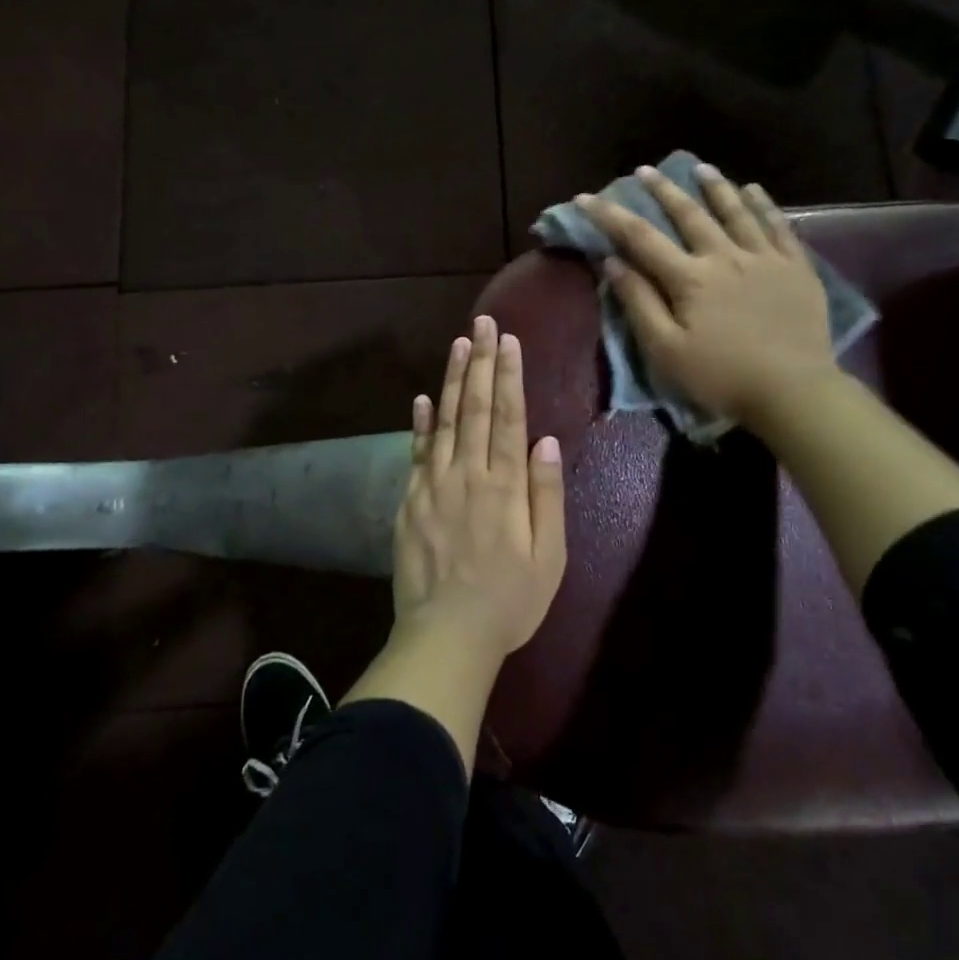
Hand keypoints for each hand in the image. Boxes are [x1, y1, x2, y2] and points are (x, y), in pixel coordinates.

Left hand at [393, 314, 567, 662]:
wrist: (446, 635)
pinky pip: (416, 452)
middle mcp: (467, 474)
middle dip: (481, 361)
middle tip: (484, 324)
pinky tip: (422, 398)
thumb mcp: (548, 557)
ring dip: (452, 379)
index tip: (509, 340)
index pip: (507, 417)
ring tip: (459, 343)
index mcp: (504, 486)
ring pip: (444, 421)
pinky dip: (420, 422)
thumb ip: (546, 496)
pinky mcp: (410, 501)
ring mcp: (433, 485)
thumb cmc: (509, 601)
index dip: (509, 376)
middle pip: (474, 407)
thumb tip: (547, 442)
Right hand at [578, 164, 838, 433]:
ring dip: (714, 187)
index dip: (609, 216)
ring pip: (735, 211)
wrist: (794, 391)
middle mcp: (725, 256)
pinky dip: (763, 205)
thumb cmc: (721, 376)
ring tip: (699, 167)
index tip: (585, 197)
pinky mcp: (796, 267)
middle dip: (662, 190)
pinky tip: (753, 190)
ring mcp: (765, 258)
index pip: (640, 237)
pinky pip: (779, 226)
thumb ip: (638, 303)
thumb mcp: (665, 350)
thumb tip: (612, 262)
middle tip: (644, 170)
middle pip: (688, 214)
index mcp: (689, 278)